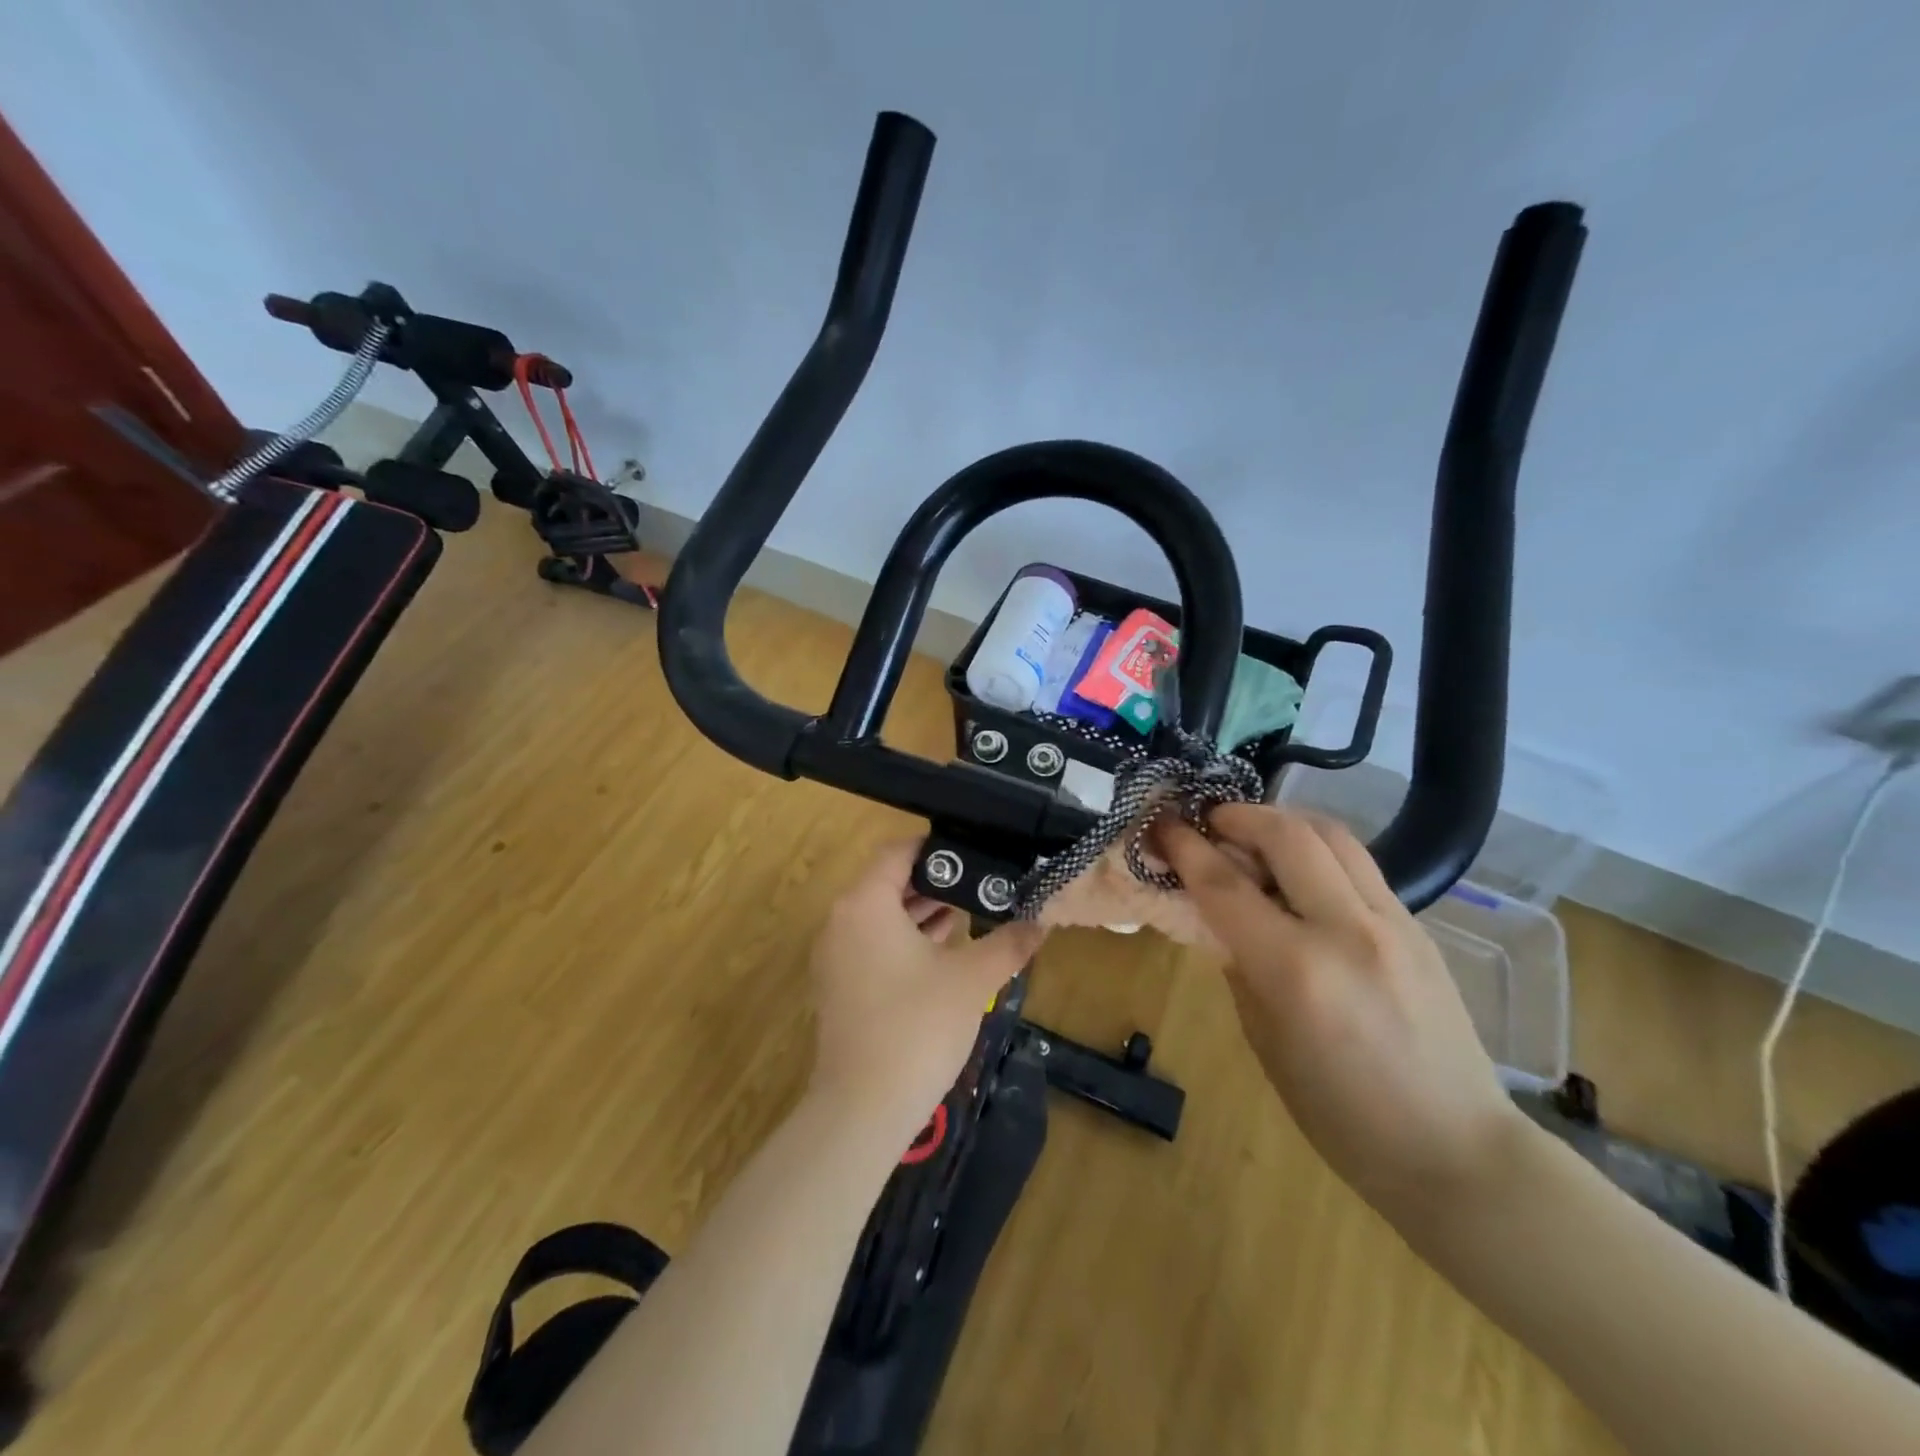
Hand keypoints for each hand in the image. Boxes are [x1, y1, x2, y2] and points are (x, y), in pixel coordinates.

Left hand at [807, 840, 1045, 1150]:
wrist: (863, 1108)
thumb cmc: (918, 1026)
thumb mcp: (973, 979)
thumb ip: (1009, 943)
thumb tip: (1042, 921)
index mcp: (865, 904)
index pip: (898, 852)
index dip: (936, 848)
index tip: (974, 851)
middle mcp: (841, 921)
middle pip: (888, 883)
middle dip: (935, 882)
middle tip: (981, 882)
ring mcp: (835, 957)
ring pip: (881, 916)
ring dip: (921, 912)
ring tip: (970, 911)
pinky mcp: (839, 988)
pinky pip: (873, 945)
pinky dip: (905, 940)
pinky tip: (944, 951)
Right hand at [1155, 804, 1526, 1214]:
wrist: (1456, 1150)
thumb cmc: (1341, 1114)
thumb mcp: (1265, 1040)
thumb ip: (1240, 965)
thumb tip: (1221, 915)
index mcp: (1296, 970)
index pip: (1225, 885)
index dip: (1185, 847)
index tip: (1162, 823)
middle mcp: (1346, 931)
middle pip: (1286, 835)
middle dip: (1238, 816)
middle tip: (1208, 821)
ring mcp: (1392, 922)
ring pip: (1331, 834)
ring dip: (1281, 821)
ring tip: (1252, 833)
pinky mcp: (1416, 925)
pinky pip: (1358, 863)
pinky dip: (1316, 848)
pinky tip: (1298, 871)